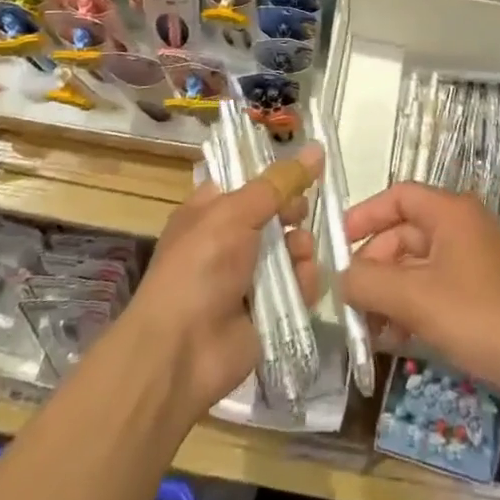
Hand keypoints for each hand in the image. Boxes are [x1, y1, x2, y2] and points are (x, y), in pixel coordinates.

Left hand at [129, 144, 323, 419]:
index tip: (304, 172)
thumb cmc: (200, 267)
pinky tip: (303, 284)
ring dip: (300, 248)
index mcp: (210, 211)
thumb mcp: (235, 213)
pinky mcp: (268, 310)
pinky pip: (297, 286)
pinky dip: (304, 282)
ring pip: (291, 249)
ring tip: (298, 256)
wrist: (181, 351)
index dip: (275, 177)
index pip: (249, 182)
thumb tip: (317, 147)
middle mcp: (229, 240)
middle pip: (276, 215)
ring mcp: (248, 277)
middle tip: (299, 214)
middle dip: (293, 213)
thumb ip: (279, 183)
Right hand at [340, 182, 499, 417]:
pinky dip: (412, 309)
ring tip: (368, 329)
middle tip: (350, 302)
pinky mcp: (483, 297)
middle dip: (374, 267)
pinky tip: (394, 340)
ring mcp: (475, 264)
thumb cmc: (480, 318)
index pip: (398, 196)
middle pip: (405, 235)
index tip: (337, 246)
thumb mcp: (415, 298)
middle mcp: (464, 229)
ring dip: (390, 294)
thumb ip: (368, 282)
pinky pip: (436, 292)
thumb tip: (341, 278)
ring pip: (418, 268)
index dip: (364, 216)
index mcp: (451, 213)